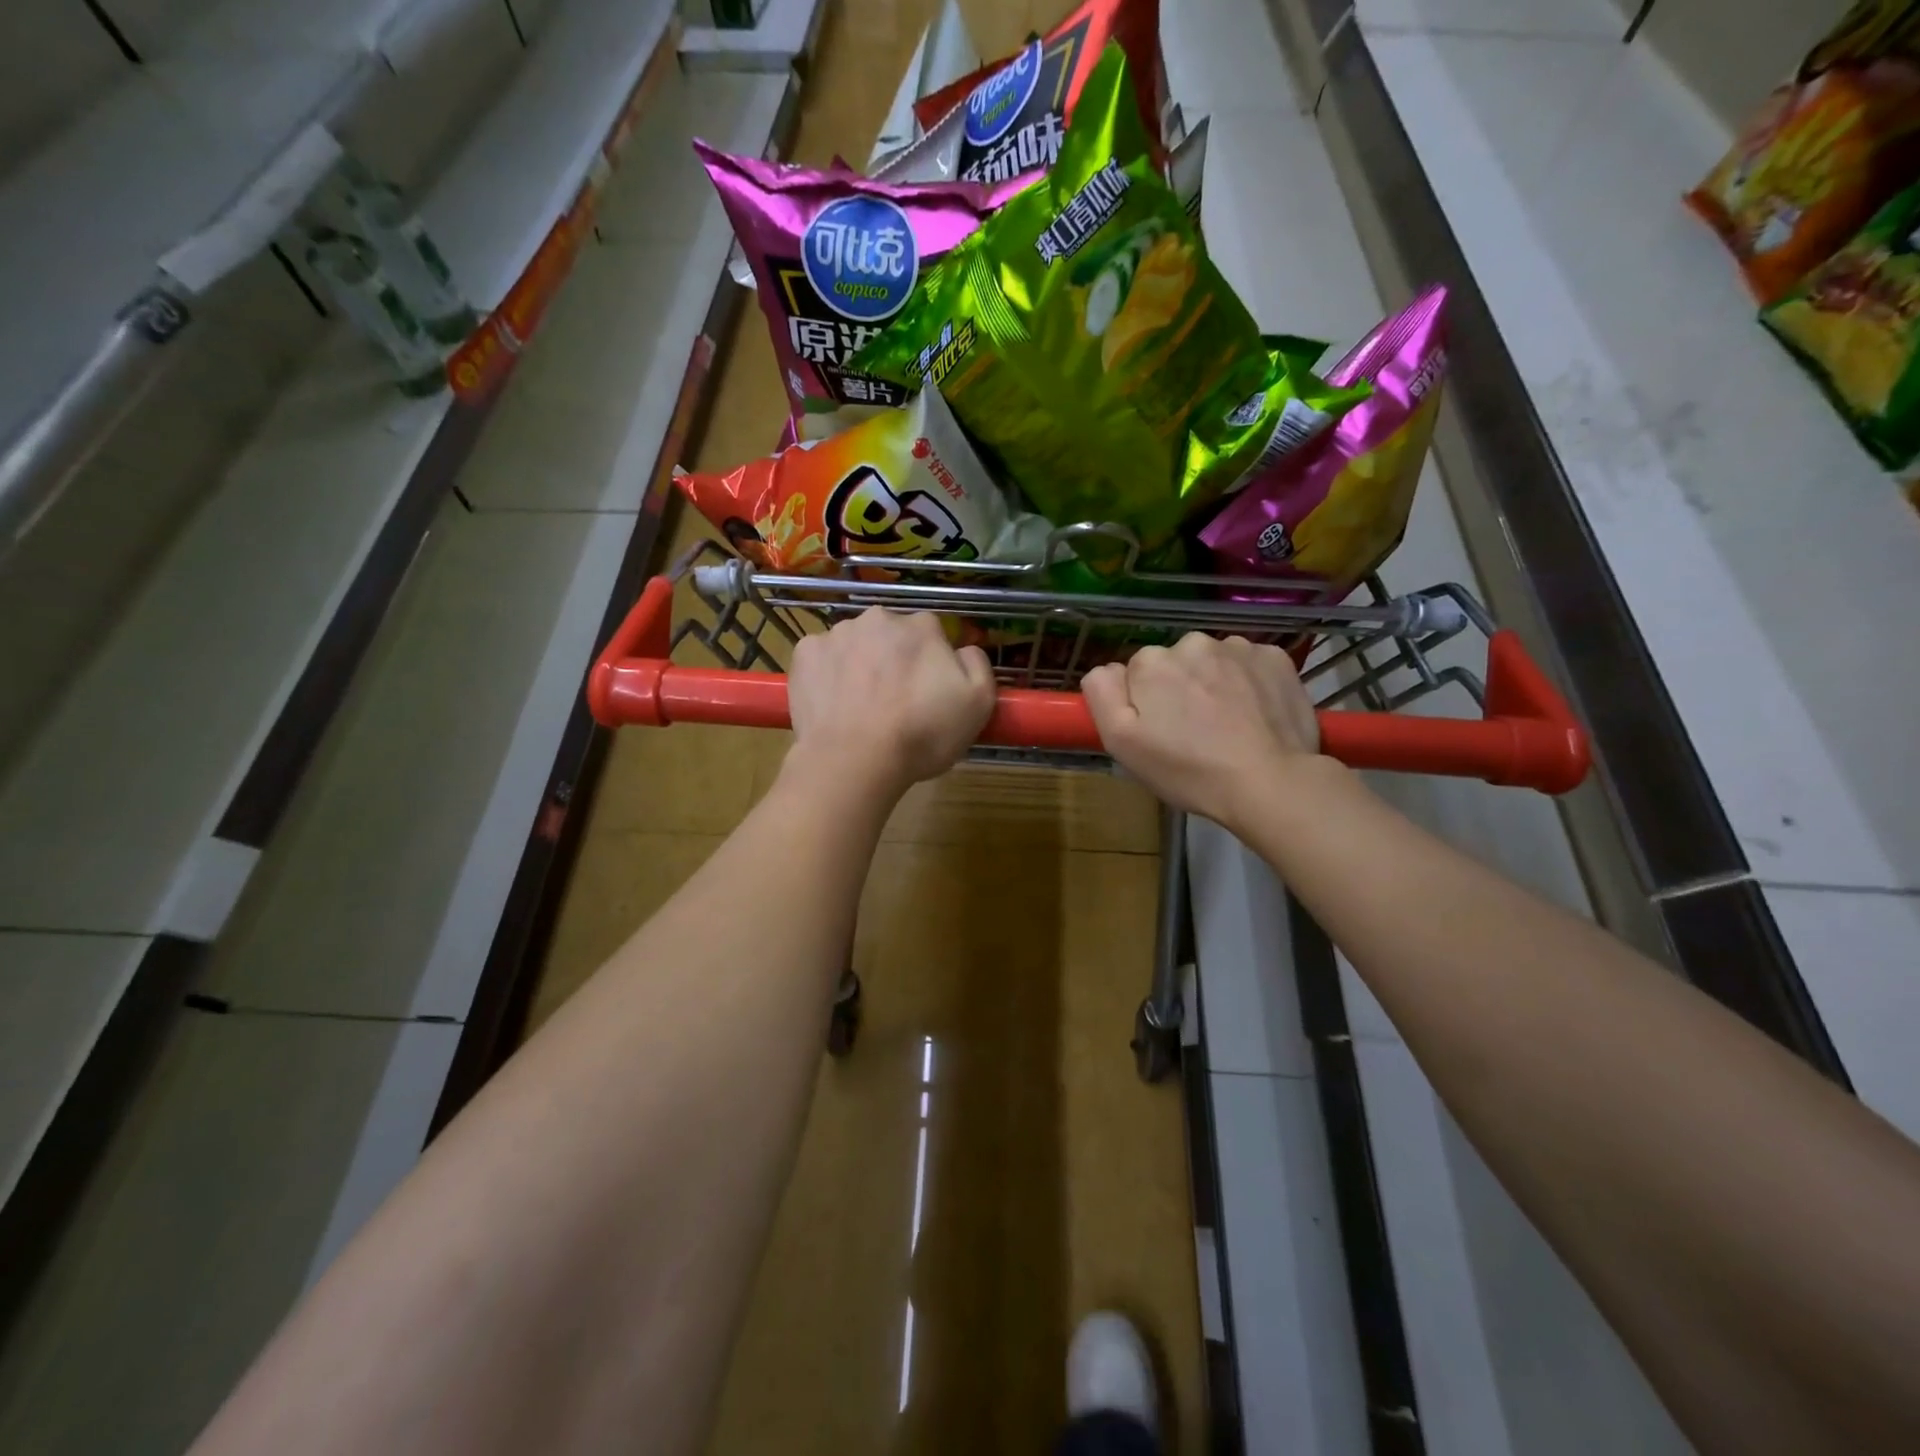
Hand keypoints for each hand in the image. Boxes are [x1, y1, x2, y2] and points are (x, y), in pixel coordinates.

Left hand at [786, 607, 995, 801]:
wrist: (854, 760)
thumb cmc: (922, 734)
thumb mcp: (979, 703)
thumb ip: (977, 665)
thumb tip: (963, 650)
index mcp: (921, 626)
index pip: (931, 636)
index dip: (931, 666)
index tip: (927, 695)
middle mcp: (878, 619)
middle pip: (891, 636)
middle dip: (894, 660)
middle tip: (894, 703)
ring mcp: (836, 634)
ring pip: (855, 645)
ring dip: (860, 665)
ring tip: (861, 707)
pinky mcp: (804, 654)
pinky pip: (822, 658)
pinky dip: (827, 674)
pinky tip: (834, 703)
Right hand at [1082, 634, 1321, 826]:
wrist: (1270, 783)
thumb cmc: (1188, 769)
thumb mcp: (1121, 743)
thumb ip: (1102, 695)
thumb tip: (1107, 669)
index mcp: (1151, 662)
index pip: (1137, 674)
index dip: (1145, 704)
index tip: (1160, 733)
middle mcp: (1192, 642)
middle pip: (1176, 664)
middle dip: (1179, 689)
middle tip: (1194, 733)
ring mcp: (1238, 647)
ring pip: (1213, 662)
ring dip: (1214, 684)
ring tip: (1228, 726)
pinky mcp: (1276, 659)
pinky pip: (1250, 664)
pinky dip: (1249, 683)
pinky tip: (1255, 714)